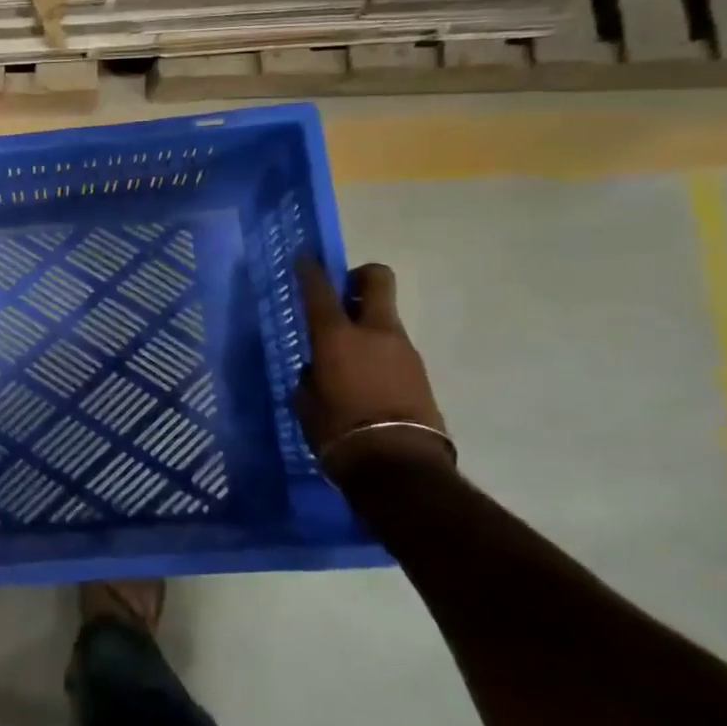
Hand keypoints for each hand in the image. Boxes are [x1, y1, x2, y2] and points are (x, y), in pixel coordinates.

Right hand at [295, 259, 451, 473]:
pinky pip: (394, 349)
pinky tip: (366, 381)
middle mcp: (374, 332)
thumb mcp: (307, 403)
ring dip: (367, 324)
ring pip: (385, 318)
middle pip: (377, 280)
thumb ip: (311, 377)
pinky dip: (379, 353)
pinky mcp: (420, 372)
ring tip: (348, 356)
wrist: (399, 467)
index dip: (311, 270)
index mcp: (337, 337)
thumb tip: (319, 371)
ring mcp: (403, 350)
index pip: (320, 290)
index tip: (305, 257)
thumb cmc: (338, 432)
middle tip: (343, 292)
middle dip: (360, 277)